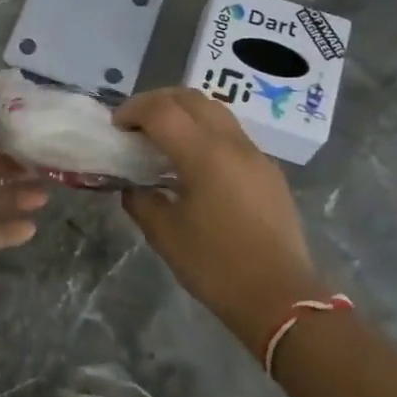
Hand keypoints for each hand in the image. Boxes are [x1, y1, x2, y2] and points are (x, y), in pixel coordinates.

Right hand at [114, 88, 328, 341]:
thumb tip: (133, 186)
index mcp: (203, 154)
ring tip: (163, 138)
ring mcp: (255, 154)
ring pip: (215, 111)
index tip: (115, 127)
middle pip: (191, 98)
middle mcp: (232, 143)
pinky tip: (194, 162)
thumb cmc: (216, 267)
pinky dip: (205, 131)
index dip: (133, 110)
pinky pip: (231, 134)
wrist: (281, 298)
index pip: (161, 110)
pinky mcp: (268, 171)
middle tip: (135, 124)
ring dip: (184, 112)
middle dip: (157, 102)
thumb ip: (141, 201)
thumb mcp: (165, 235)